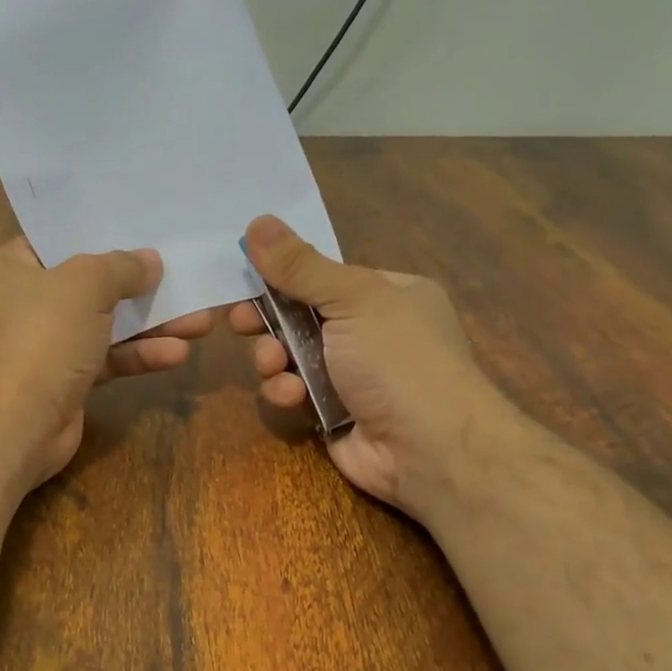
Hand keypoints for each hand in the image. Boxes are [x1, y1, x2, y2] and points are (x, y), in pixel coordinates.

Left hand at [0, 238, 213, 488]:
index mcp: (20, 264)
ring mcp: (53, 341)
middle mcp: (33, 299)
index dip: (103, 229)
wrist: (17, 423)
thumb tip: (150, 261)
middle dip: (143, 282)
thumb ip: (122, 266)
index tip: (145, 224)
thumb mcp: (85, 285)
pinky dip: (142, 354)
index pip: (63, 236)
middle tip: (186, 274)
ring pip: (111, 323)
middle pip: (96, 282)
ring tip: (201, 321)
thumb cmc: (43, 337)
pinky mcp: (72, 378)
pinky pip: (112, 357)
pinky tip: (178, 353)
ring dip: (154, 322)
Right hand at [228, 215, 495, 512]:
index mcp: (387, 295)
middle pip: (301, 316)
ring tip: (275, 366)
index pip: (325, 276)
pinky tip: (292, 397)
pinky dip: (288, 393)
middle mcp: (371, 332)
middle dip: (270, 323)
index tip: (246, 278)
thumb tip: (257, 222)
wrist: (430, 449)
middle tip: (241, 324)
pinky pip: (296, 393)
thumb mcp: (352, 299)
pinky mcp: (333, 413)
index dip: (284, 277)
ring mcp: (352, 376)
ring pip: (292, 357)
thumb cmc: (398, 359)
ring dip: (275, 360)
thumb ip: (300, 266)